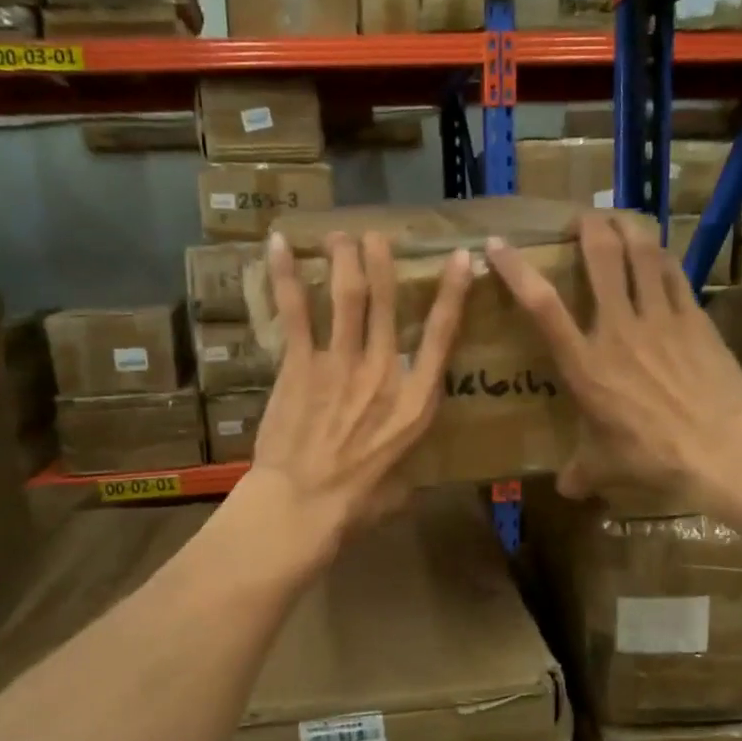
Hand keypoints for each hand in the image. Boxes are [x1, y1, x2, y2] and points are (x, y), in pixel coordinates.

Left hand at [246, 229, 472, 553]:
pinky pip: (295, 312)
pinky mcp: (300, 365)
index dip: (454, 294)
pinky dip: (287, 276)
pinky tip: (280, 245)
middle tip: (377, 236)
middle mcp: (383, 372)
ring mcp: (340, 364)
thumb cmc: (356, 503)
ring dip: (344, 259)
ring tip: (341, 234)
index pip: (442, 337)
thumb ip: (407, 460)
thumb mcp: (402, 484)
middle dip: (383, 263)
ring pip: (347, 296)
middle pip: (388, 304)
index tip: (461, 259)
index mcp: (415, 402)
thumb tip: (405, 462)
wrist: (302, 505)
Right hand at [486, 214, 741, 502]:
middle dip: (588, 229)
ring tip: (618, 219)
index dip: (516, 271)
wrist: (722, 449)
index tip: (497, 246)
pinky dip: (661, 256)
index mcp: (585, 364)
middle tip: (582, 218)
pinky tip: (657, 251)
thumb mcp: (604, 469)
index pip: (541, 307)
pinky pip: (674, 274)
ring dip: (627, 229)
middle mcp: (618, 330)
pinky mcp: (695, 319)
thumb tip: (565, 490)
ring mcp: (660, 319)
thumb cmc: (652, 457)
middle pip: (600, 260)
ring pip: (641, 255)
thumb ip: (579, 473)